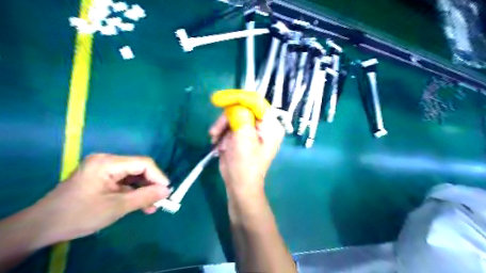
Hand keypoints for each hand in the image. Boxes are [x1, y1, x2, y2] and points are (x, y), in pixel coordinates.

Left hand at [29, 153, 169, 242]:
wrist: (41, 227)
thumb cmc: (78, 215)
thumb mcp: (116, 207)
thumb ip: (145, 197)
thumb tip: (167, 191)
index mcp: (108, 162)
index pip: (143, 163)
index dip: (158, 176)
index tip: (166, 192)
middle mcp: (107, 161)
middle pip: (139, 169)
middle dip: (151, 185)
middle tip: (159, 201)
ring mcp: (104, 169)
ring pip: (134, 177)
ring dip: (143, 191)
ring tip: (151, 207)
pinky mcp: (102, 177)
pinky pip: (125, 182)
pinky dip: (133, 193)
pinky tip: (140, 205)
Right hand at [209, 91, 285, 197]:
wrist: (239, 185)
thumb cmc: (245, 165)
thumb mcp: (244, 139)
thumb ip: (241, 117)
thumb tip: (235, 105)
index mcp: (270, 125)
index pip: (256, 102)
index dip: (238, 98)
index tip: (219, 99)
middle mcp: (263, 125)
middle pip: (242, 109)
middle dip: (226, 119)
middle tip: (215, 132)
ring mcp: (252, 130)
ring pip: (233, 116)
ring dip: (222, 127)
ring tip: (215, 141)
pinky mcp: (242, 135)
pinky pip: (230, 126)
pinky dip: (222, 133)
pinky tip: (218, 144)